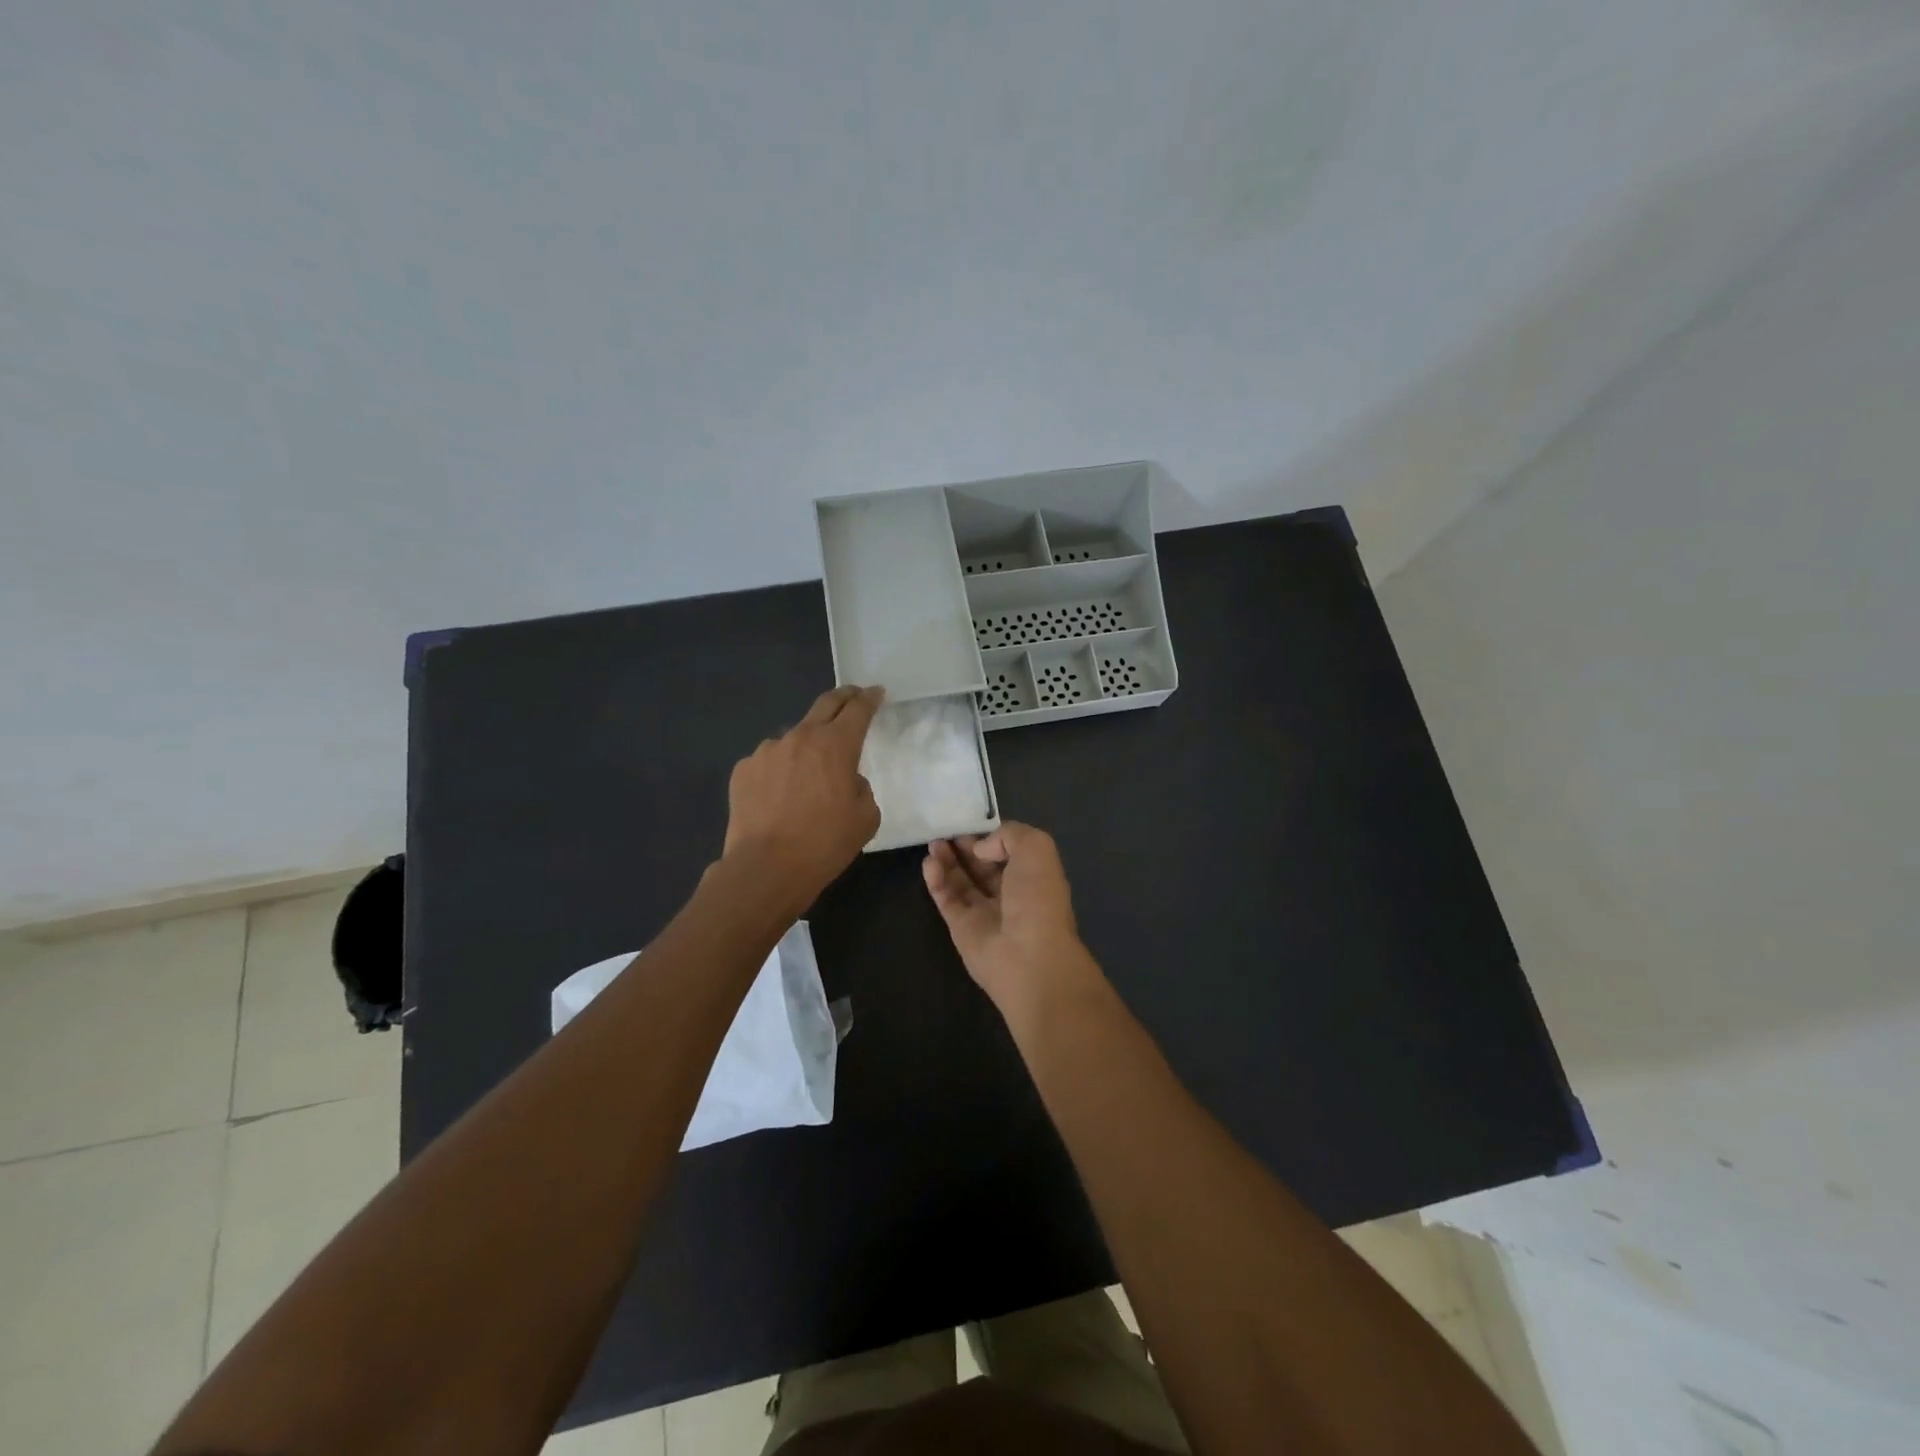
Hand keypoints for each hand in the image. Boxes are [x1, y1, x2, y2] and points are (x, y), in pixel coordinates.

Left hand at [723, 686, 883, 906]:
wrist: (765, 869)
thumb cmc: (824, 844)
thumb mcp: (865, 818)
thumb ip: (861, 787)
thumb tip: (845, 780)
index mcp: (836, 745)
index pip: (858, 710)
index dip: (870, 699)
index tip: (876, 693)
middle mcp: (800, 737)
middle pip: (825, 705)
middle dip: (843, 697)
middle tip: (853, 697)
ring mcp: (767, 751)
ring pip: (794, 738)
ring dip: (807, 745)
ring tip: (808, 773)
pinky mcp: (743, 770)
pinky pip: (769, 762)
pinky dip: (780, 770)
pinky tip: (780, 796)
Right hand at [922, 823, 1103, 1027]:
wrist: (1028, 956)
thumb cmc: (1037, 897)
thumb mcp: (1036, 848)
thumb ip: (1008, 835)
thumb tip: (981, 848)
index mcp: (1032, 875)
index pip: (1007, 850)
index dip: (988, 835)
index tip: (968, 821)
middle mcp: (1010, 893)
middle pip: (981, 865)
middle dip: (964, 846)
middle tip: (944, 829)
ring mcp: (984, 912)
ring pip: (961, 881)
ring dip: (947, 860)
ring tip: (933, 843)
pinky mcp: (961, 928)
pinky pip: (947, 899)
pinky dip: (937, 880)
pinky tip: (929, 864)